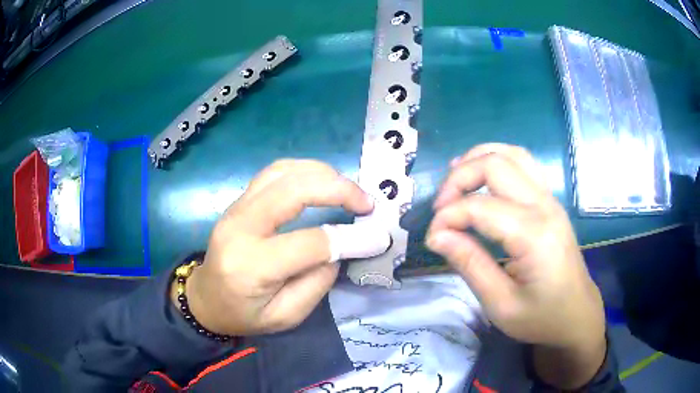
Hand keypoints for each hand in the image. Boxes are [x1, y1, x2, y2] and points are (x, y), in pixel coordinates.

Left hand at [173, 160, 388, 335]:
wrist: (205, 299)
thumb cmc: (244, 314)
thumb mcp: (285, 316)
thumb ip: (316, 283)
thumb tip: (340, 247)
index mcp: (251, 265)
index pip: (309, 243)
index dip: (348, 239)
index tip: (375, 238)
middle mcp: (240, 227)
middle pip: (293, 190)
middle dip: (338, 189)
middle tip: (366, 201)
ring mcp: (236, 208)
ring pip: (283, 172)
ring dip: (322, 173)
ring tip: (348, 189)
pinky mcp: (239, 201)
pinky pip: (274, 173)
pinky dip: (303, 170)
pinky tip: (321, 181)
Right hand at [426, 144, 605, 387]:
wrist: (577, 314)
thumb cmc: (541, 317)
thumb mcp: (501, 305)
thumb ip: (470, 265)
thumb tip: (436, 235)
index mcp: (534, 235)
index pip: (480, 207)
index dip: (447, 217)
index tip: (432, 238)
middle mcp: (545, 206)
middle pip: (495, 164)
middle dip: (458, 178)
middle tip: (440, 207)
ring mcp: (550, 199)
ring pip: (511, 154)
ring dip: (478, 160)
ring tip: (455, 181)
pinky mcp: (550, 201)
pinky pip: (523, 164)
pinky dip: (497, 162)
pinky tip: (482, 179)